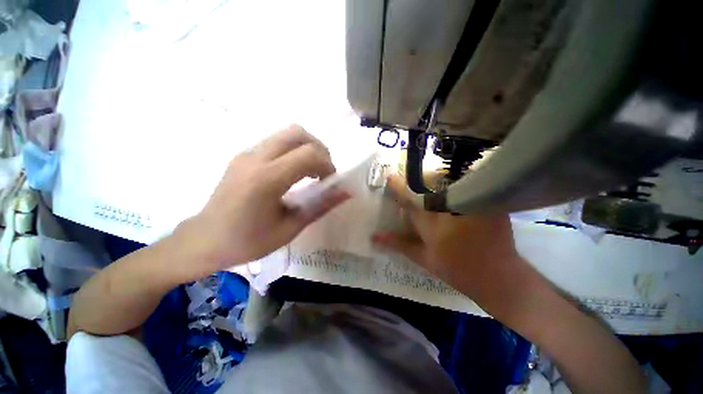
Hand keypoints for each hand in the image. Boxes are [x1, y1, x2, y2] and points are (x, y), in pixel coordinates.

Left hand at [178, 125, 348, 276]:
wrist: (204, 240)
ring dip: (306, 149)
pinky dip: (293, 151)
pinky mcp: (243, 155)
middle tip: (322, 173)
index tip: (329, 183)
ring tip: (309, 173)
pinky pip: (276, 142)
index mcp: (266, 179)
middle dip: (319, 150)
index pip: (309, 154)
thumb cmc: (248, 241)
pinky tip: (291, 174)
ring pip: (287, 134)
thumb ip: (320, 206)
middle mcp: (256, 158)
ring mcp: (247, 153)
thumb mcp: (290, 228)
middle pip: (298, 133)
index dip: (328, 165)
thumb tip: (346, 192)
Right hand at [372, 175, 523, 308]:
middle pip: (430, 183)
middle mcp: (450, 210)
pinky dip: (457, 182)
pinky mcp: (488, 202)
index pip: (410, 199)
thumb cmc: (457, 269)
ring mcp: (471, 204)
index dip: (398, 186)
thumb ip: (398, 243)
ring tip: (432, 182)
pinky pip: (468, 183)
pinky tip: (453, 188)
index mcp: (432, 224)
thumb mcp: (423, 258)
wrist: (499, 277)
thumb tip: (374, 236)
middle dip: (419, 178)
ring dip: (437, 178)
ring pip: (450, 180)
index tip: (390, 177)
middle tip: (413, 179)